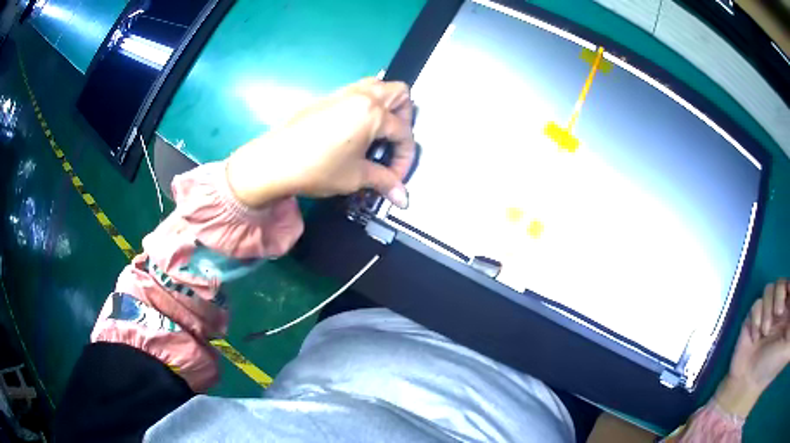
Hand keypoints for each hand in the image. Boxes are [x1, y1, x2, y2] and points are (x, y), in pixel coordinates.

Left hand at [226, 78, 415, 208]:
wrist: (273, 162)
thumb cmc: (316, 168)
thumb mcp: (355, 177)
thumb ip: (384, 182)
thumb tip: (402, 198)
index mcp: (372, 112)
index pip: (403, 132)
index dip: (405, 157)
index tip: (395, 177)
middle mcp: (360, 95)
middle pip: (399, 93)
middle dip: (405, 118)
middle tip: (394, 142)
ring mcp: (342, 93)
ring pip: (377, 86)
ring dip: (386, 106)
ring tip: (378, 132)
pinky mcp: (326, 98)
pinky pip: (356, 92)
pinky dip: (366, 105)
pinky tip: (355, 130)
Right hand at [717, 279, 789, 416]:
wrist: (746, 386)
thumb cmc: (767, 370)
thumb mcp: (780, 350)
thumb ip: (788, 323)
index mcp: (787, 313)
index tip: (788, 296)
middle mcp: (779, 310)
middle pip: (782, 281)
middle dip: (779, 294)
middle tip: (778, 315)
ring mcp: (766, 314)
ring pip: (770, 288)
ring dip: (767, 309)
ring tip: (764, 332)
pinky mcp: (752, 319)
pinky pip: (757, 302)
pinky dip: (756, 317)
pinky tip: (755, 337)